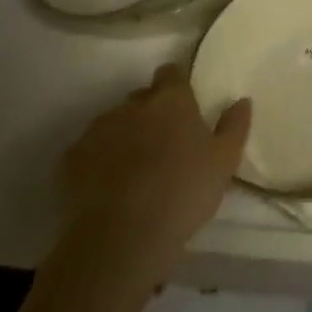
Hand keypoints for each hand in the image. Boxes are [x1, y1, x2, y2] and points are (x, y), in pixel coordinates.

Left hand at [58, 64, 250, 287]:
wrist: (120, 239)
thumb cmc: (182, 192)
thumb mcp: (224, 161)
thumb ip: (235, 126)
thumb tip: (242, 100)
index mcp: (171, 99)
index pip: (171, 73)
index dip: (176, 85)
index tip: (183, 105)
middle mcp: (132, 105)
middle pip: (141, 97)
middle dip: (149, 112)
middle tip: (162, 142)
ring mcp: (97, 131)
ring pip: (113, 123)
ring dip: (123, 135)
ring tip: (132, 168)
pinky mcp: (70, 161)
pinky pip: (87, 151)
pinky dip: (97, 161)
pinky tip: (106, 186)